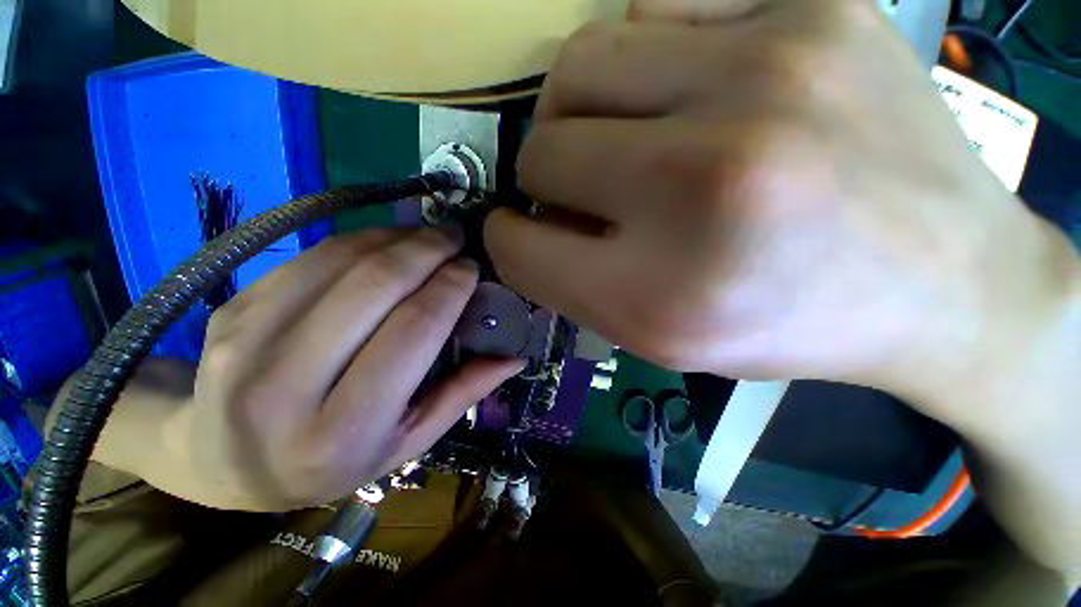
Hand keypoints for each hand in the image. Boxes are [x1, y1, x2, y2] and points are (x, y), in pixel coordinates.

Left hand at [110, 229, 520, 511]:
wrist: (221, 461)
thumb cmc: (330, 461)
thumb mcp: (408, 441)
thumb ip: (464, 393)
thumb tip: (516, 354)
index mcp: (344, 430)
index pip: (413, 331)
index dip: (450, 288)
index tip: (471, 267)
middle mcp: (285, 387)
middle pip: (375, 286)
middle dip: (426, 250)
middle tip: (454, 237)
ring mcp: (248, 342)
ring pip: (341, 261)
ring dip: (395, 237)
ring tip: (425, 237)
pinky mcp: (233, 311)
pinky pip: (310, 258)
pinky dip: (358, 242)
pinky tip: (383, 245)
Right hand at [485, 0, 1072, 427]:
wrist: (942, 284)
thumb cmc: (786, 324)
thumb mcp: (658, 337)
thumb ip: (570, 284)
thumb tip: (524, 226)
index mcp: (658, 294)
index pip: (517, 247)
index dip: (512, 242)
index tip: (529, 237)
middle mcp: (701, 184)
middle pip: (538, 154)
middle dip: (547, 183)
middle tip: (591, 199)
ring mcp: (764, 76)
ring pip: (576, 69)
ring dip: (579, 119)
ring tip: (625, 146)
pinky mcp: (812, 6)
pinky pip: (650, 14)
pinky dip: (642, 67)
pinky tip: (688, 101)